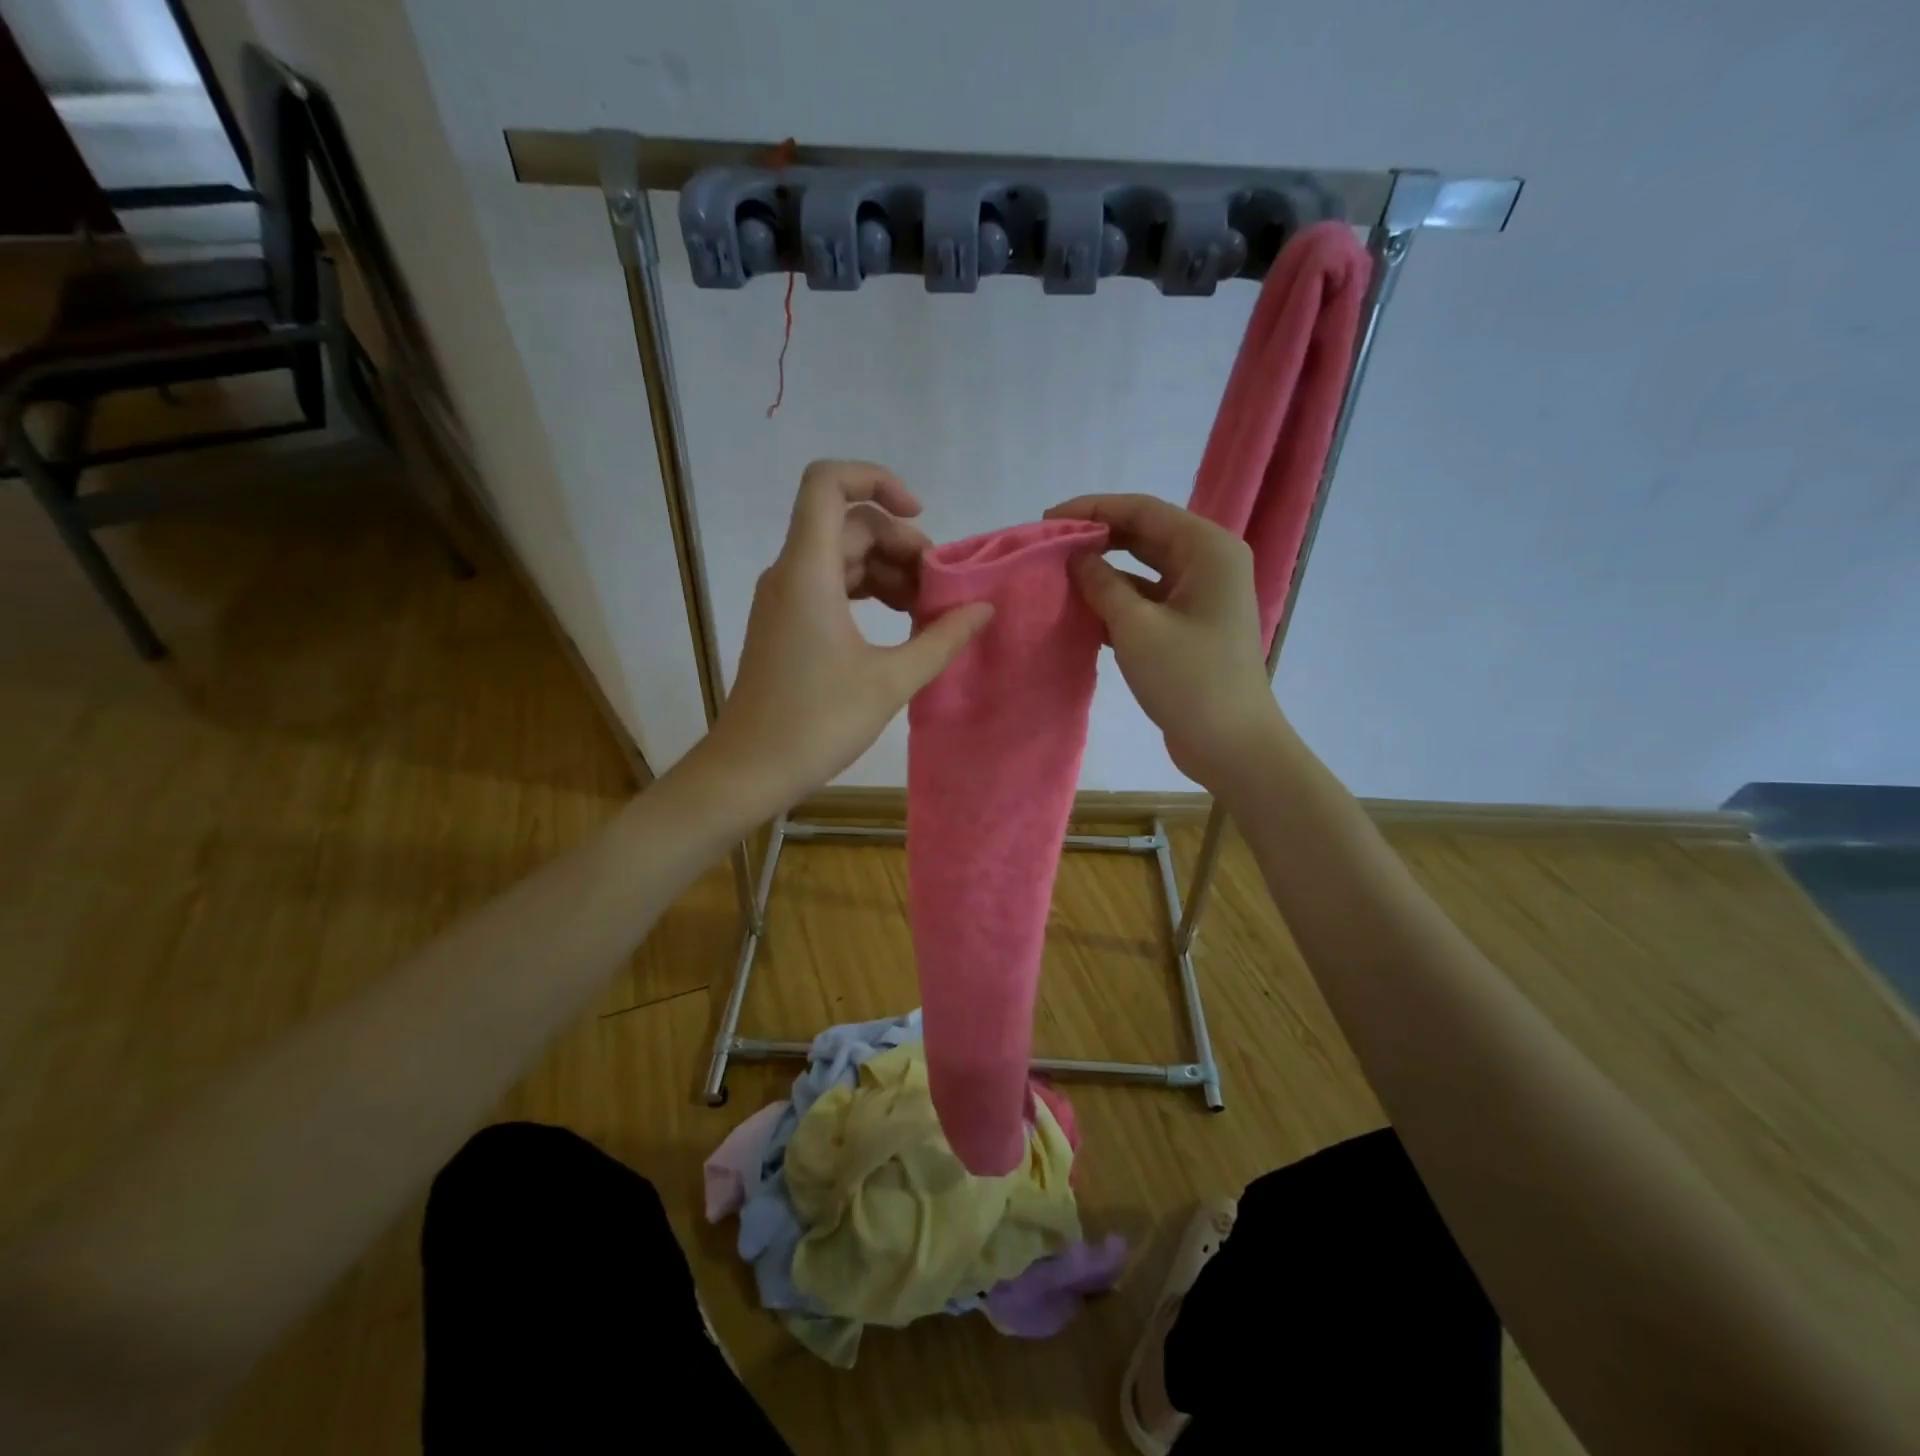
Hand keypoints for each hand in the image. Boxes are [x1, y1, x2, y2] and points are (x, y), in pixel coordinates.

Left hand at [702, 461, 992, 810]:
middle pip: (847, 523)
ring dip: (886, 571)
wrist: (750, 769)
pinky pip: (830, 585)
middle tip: (939, 588)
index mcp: (808, 571)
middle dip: (899, 544)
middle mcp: (790, 572)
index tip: (919, 516)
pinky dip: (866, 592)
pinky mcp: (786, 623)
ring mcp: (784, 598)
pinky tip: (899, 624)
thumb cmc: (817, 723)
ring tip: (926, 610)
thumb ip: (942, 639)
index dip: (876, 479)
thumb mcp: (891, 681)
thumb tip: (983, 609)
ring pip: (840, 556)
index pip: (828, 482)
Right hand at [1045, 493, 1284, 791]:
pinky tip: (1082, 611)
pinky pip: (1148, 599)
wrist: (1231, 745)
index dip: (1092, 510)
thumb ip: (1102, 585)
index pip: (1143, 510)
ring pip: (1144, 568)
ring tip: (1059, 577)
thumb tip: (1076, 558)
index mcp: (1207, 549)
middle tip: (1050, 547)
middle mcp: (1208, 562)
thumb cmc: (1189, 680)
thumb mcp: (1136, 628)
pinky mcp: (1190, 625)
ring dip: (1105, 571)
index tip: (1047, 520)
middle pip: (1145, 534)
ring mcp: (1201, 596)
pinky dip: (1118, 601)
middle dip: (1097, 538)